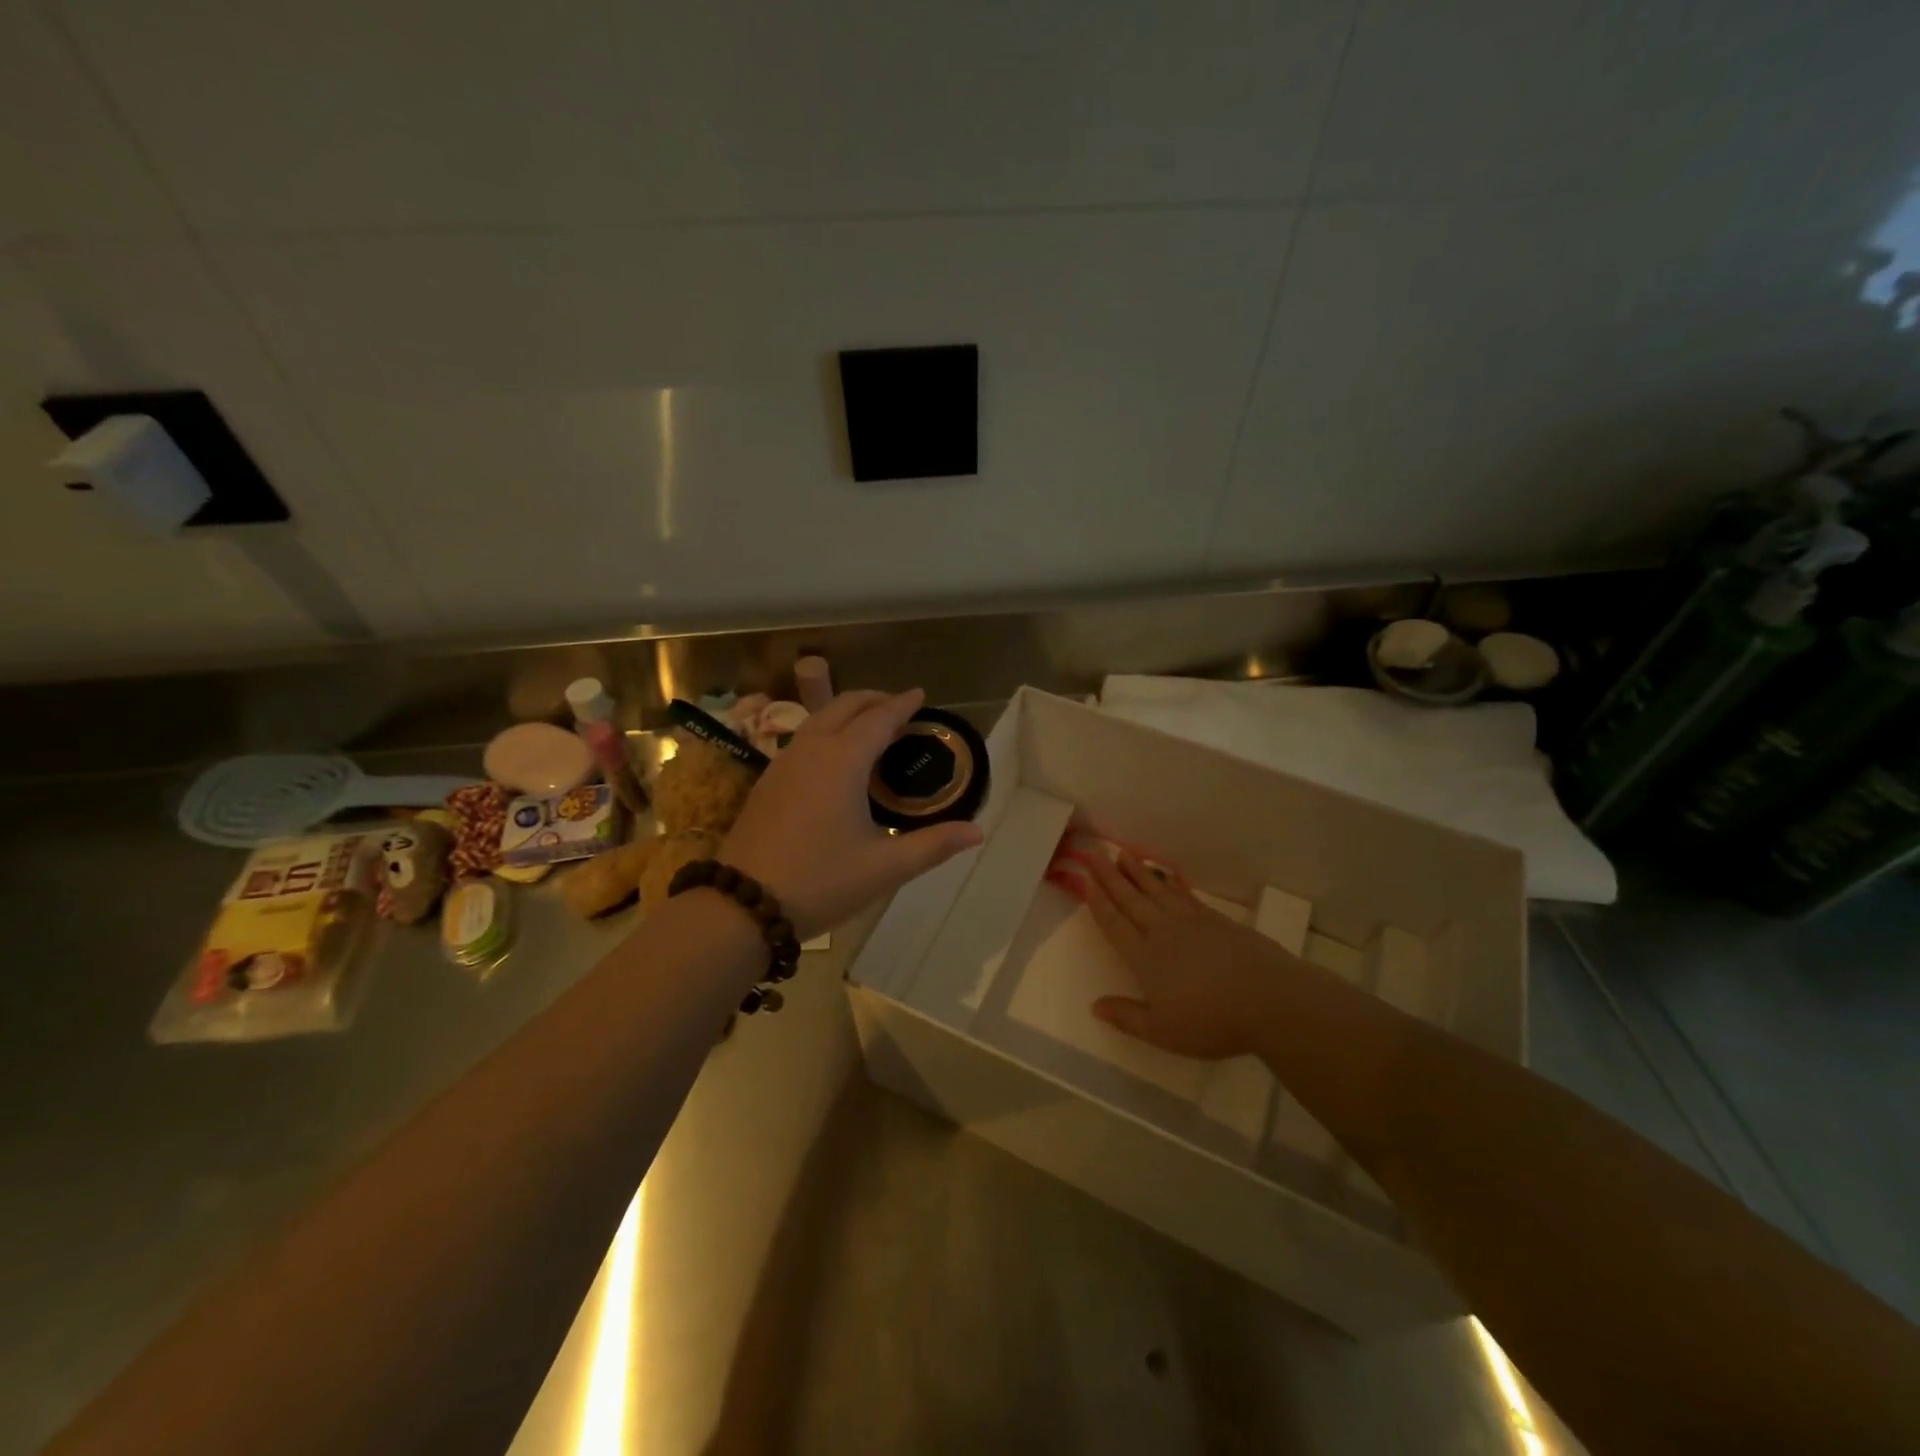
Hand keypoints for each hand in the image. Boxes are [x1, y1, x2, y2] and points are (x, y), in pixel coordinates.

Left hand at [721, 689, 983, 939]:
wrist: (741, 905)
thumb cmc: (820, 881)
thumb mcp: (884, 867)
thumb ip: (933, 845)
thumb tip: (977, 831)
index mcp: (842, 761)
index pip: (878, 718)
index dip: (902, 704)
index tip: (920, 694)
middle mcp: (811, 750)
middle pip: (844, 706)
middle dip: (873, 699)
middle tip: (898, 707)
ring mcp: (782, 763)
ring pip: (818, 719)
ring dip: (847, 712)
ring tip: (869, 726)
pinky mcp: (766, 781)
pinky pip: (803, 738)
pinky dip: (826, 731)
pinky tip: (833, 757)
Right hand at [1051, 850, 1301, 1059]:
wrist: (1269, 999)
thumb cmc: (1211, 1020)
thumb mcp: (1163, 1031)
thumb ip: (1127, 1017)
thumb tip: (1095, 1006)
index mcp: (1146, 957)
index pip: (1115, 924)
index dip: (1098, 902)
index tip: (1085, 879)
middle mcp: (1163, 932)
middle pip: (1131, 899)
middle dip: (1111, 877)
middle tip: (1095, 853)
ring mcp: (1192, 922)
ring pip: (1158, 891)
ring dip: (1139, 872)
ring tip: (1124, 854)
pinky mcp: (1217, 920)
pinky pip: (1185, 895)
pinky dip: (1171, 882)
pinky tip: (1167, 876)